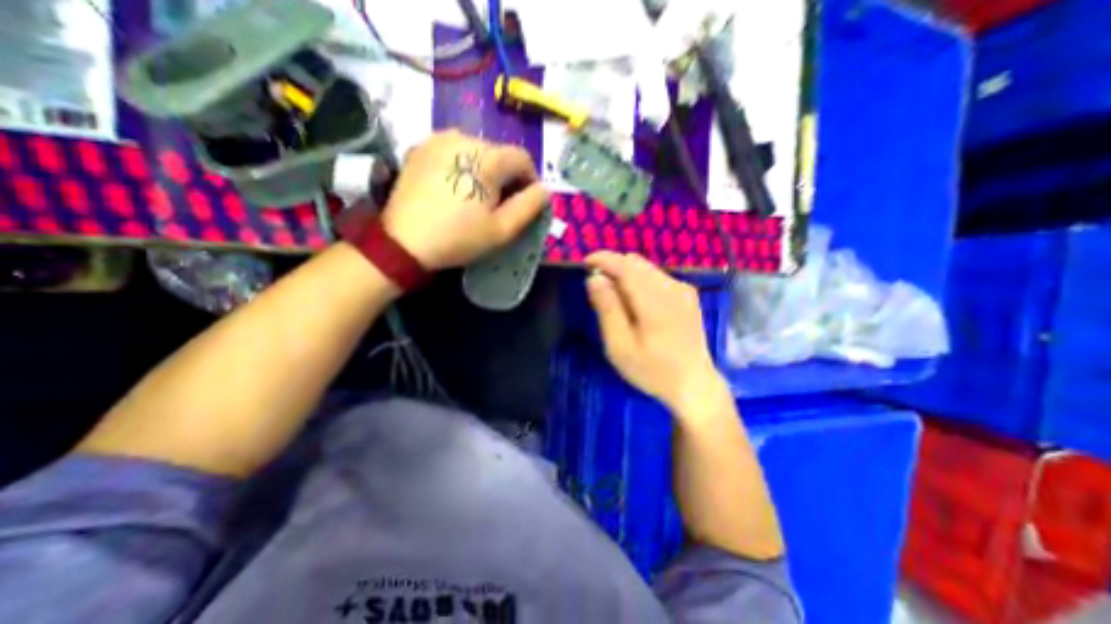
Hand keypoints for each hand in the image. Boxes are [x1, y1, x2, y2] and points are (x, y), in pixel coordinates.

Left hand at [383, 130, 549, 266]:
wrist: (403, 242)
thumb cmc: (459, 237)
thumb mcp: (502, 229)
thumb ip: (530, 206)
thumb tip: (545, 190)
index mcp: (487, 157)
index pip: (523, 158)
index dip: (531, 180)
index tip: (525, 202)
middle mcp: (464, 137)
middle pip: (499, 153)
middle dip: (506, 177)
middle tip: (500, 204)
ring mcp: (438, 139)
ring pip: (476, 151)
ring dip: (485, 171)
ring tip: (476, 197)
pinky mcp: (420, 147)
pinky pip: (454, 151)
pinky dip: (462, 166)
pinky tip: (454, 188)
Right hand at [581, 251, 731, 412]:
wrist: (694, 384)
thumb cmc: (652, 370)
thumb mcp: (620, 346)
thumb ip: (607, 309)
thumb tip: (594, 278)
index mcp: (655, 301)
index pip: (625, 265)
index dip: (603, 259)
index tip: (585, 264)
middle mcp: (672, 287)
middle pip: (636, 262)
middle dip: (613, 266)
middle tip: (598, 287)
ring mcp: (683, 290)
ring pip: (646, 267)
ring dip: (626, 273)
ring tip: (615, 297)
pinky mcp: (687, 295)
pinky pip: (657, 276)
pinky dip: (640, 280)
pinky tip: (636, 302)